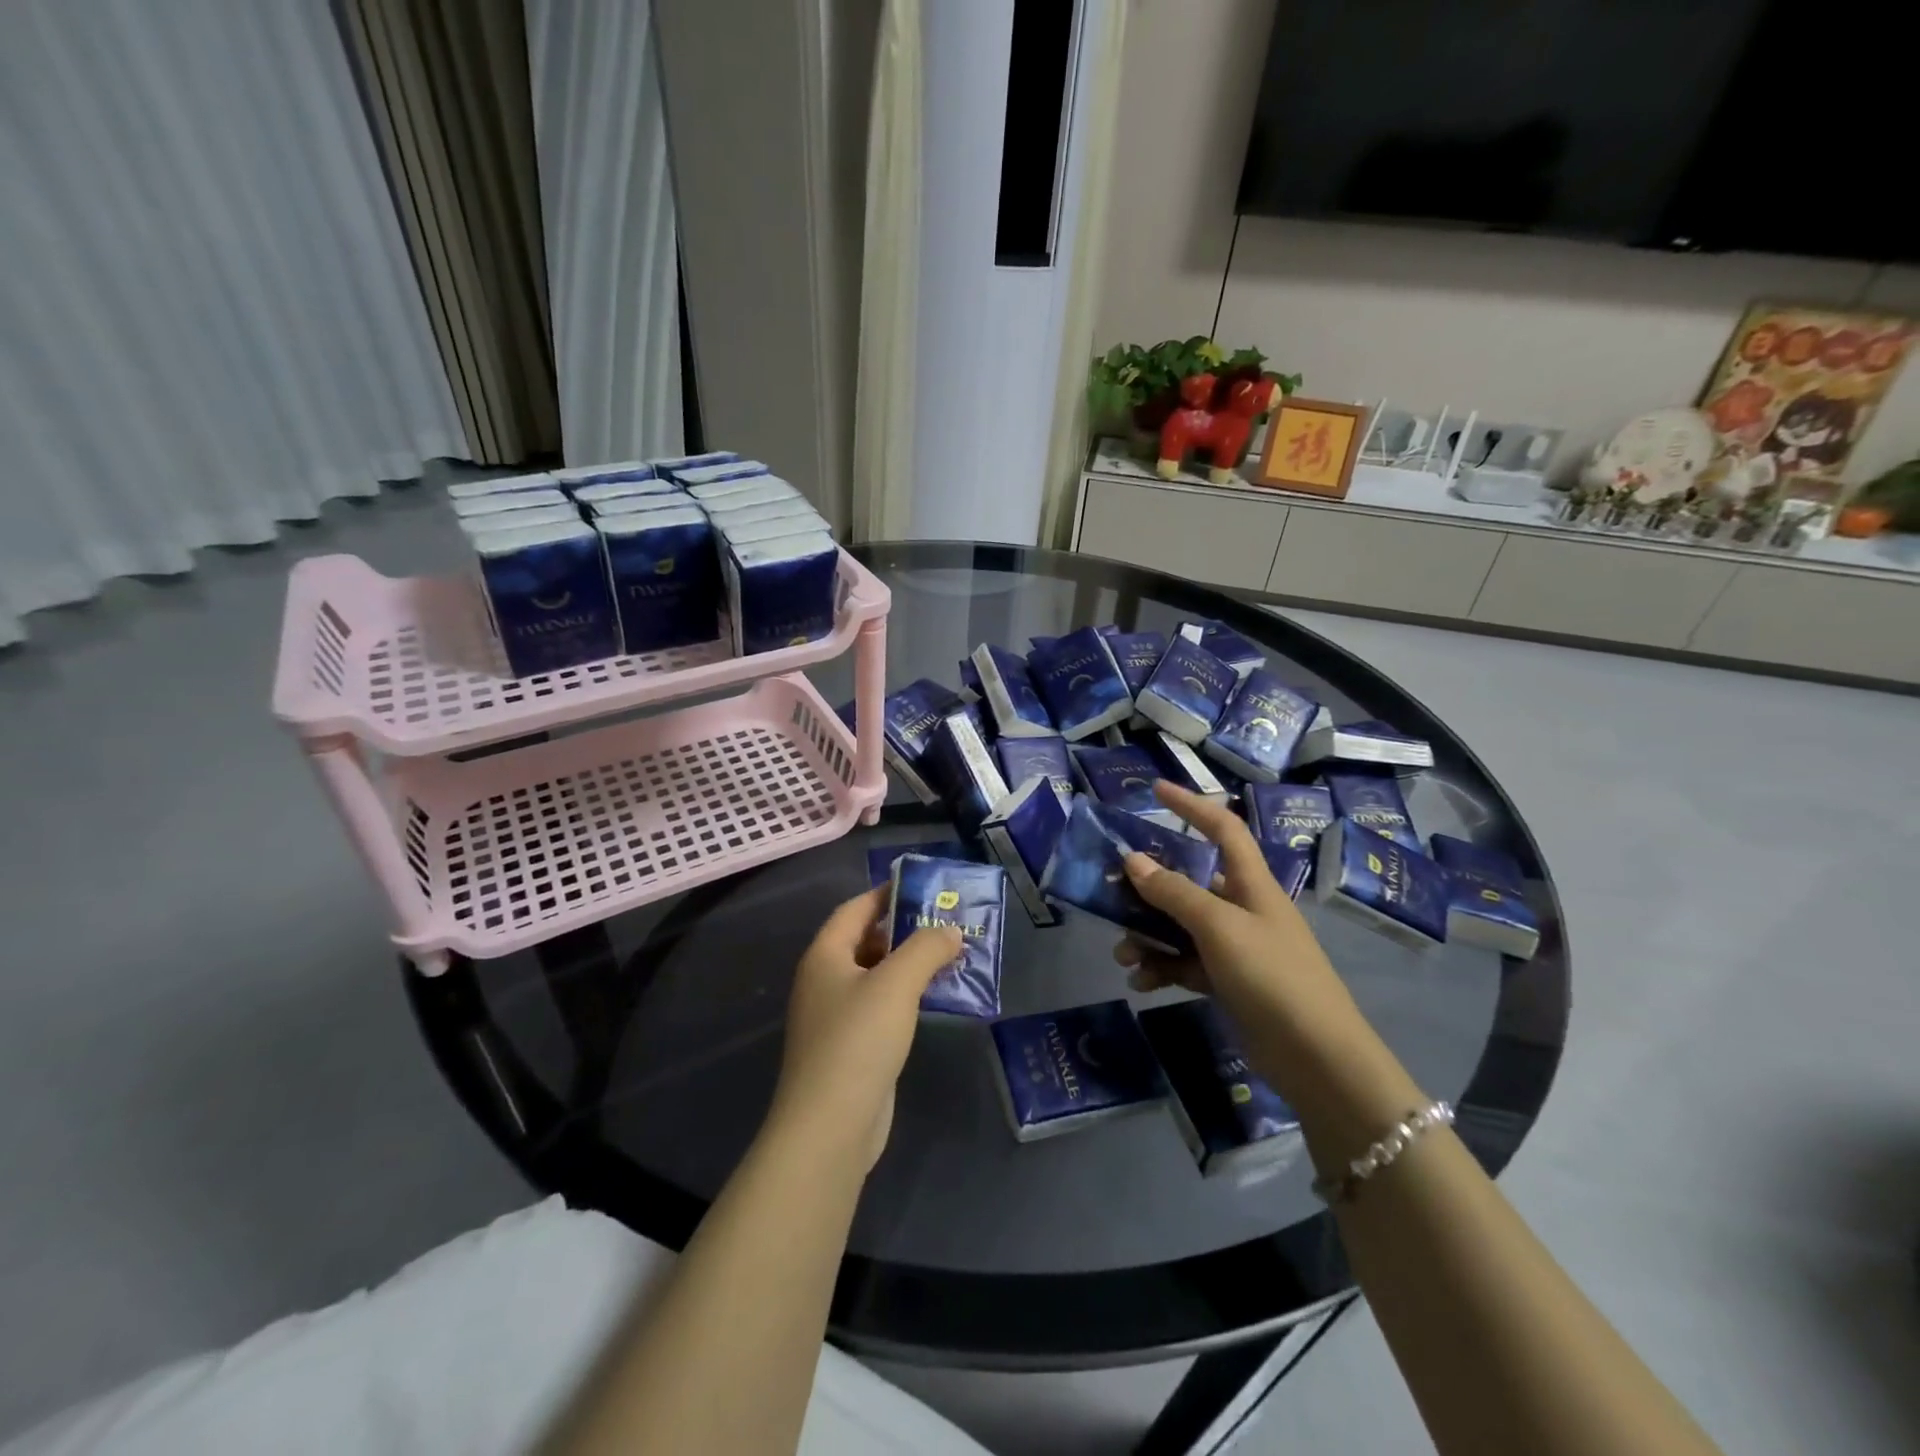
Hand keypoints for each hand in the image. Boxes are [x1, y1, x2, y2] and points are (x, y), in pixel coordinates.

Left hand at [771, 887, 961, 1169]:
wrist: (830, 1127)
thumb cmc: (858, 1041)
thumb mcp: (896, 984)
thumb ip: (926, 948)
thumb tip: (949, 930)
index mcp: (825, 956)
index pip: (856, 909)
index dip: (887, 894)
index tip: (924, 887)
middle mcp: (825, 980)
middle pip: (866, 940)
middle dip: (906, 929)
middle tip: (947, 921)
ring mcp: (836, 1016)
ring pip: (877, 976)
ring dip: (911, 964)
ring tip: (952, 955)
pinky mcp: (852, 1047)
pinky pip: (882, 1007)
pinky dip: (907, 996)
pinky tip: (937, 997)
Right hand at [1114, 781, 1363, 1065]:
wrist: (1316, 1058)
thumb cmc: (1272, 976)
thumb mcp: (1218, 927)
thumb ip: (1174, 893)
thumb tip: (1132, 860)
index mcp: (1251, 884)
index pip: (1222, 829)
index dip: (1191, 805)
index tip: (1155, 791)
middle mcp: (1243, 909)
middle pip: (1189, 882)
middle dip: (1148, 889)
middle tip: (1111, 895)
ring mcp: (1236, 948)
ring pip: (1180, 927)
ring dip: (1148, 936)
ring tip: (1123, 955)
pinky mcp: (1229, 982)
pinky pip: (1185, 963)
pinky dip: (1162, 968)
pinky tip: (1141, 982)